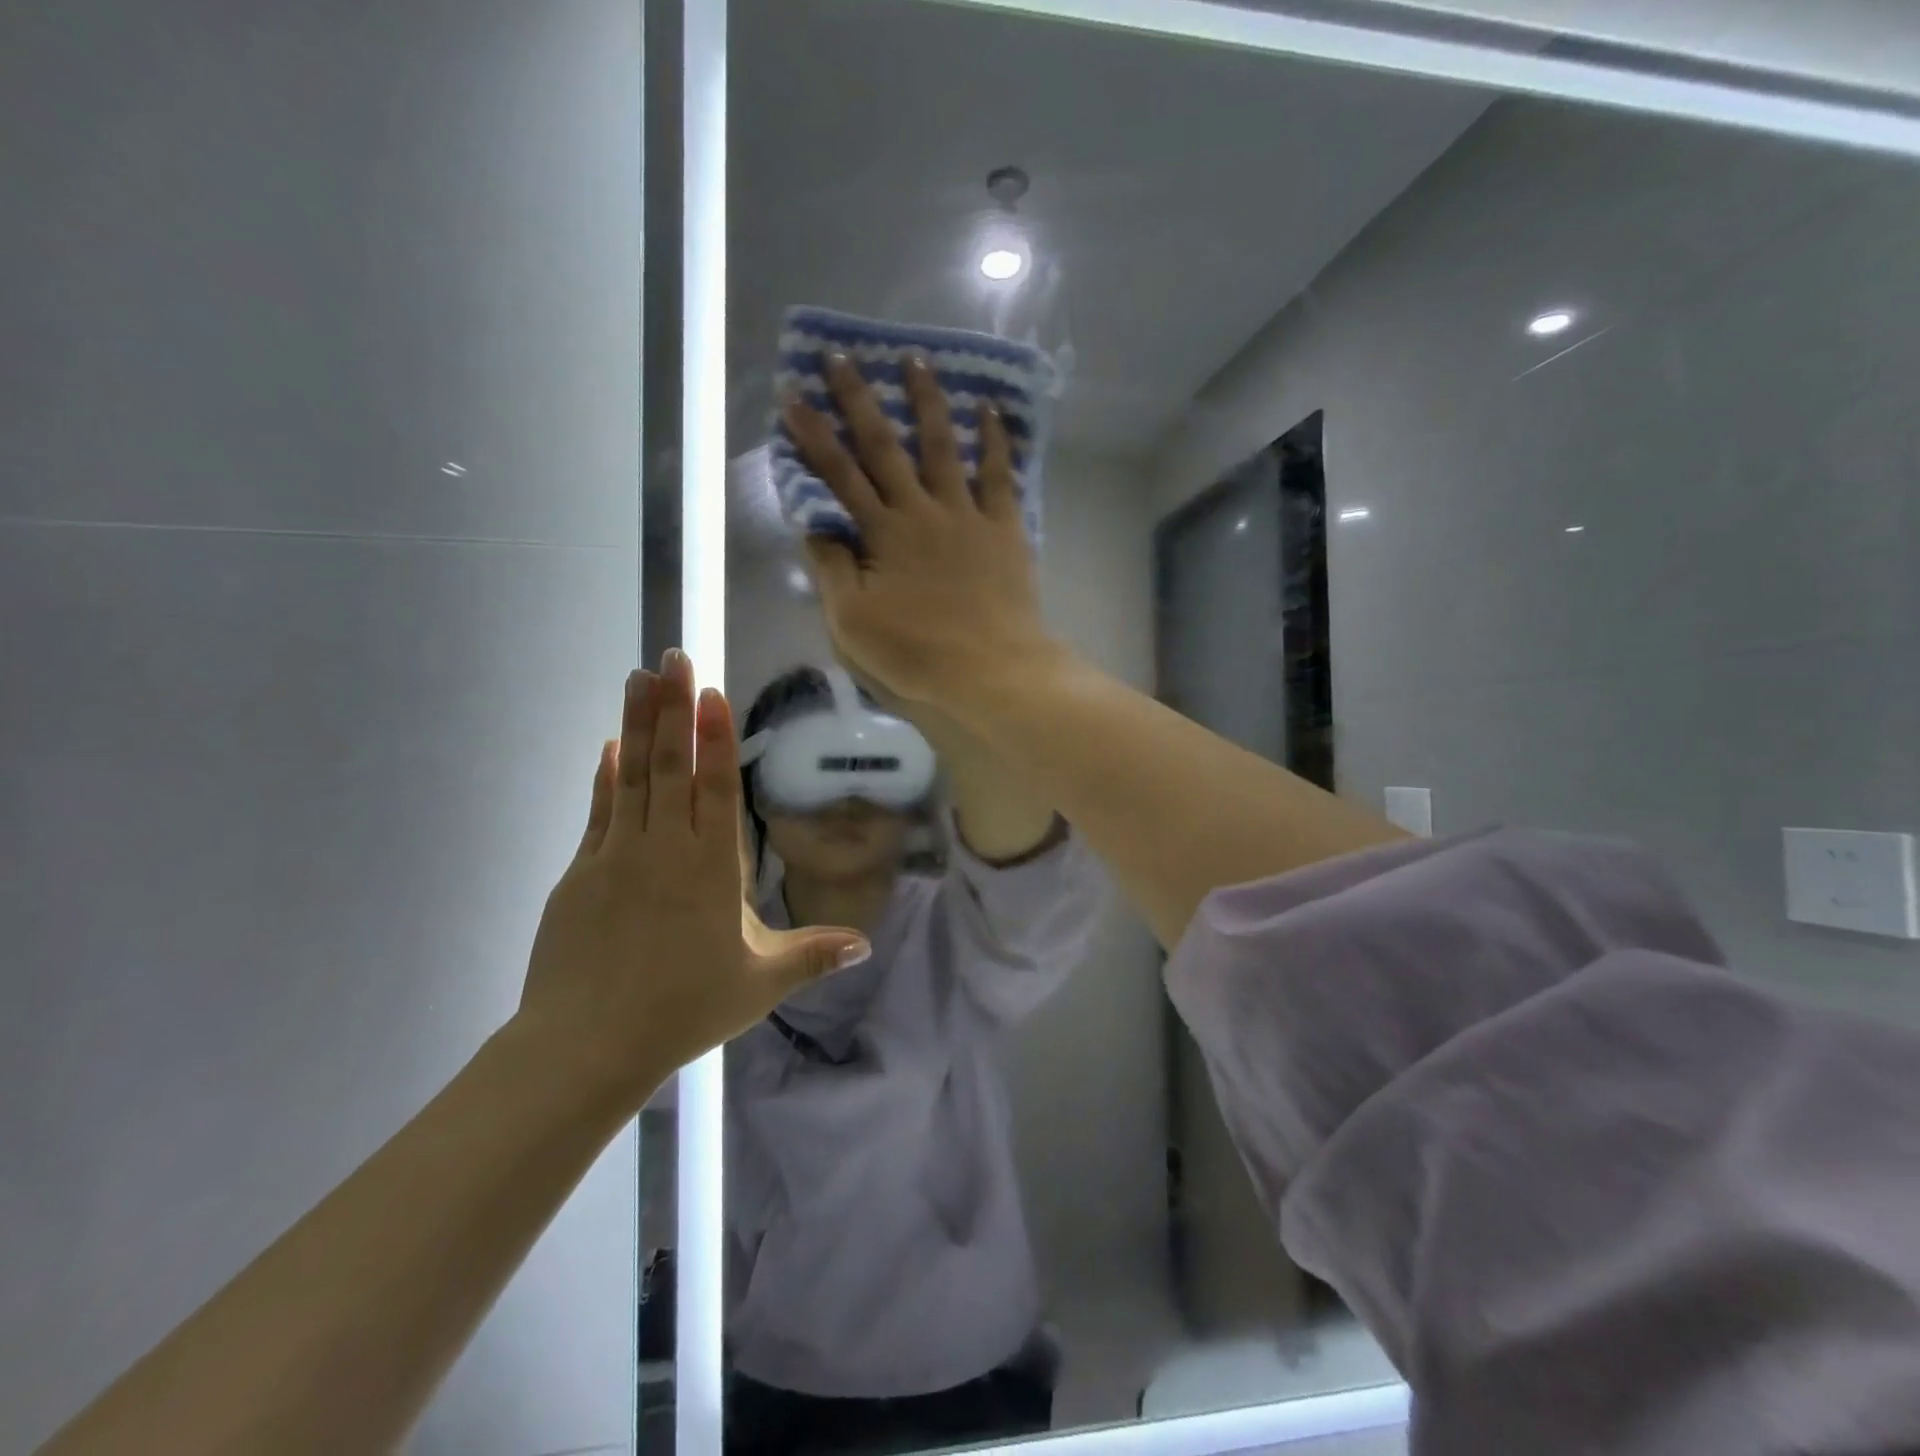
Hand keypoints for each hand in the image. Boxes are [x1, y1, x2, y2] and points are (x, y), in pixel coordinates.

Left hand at [515, 651, 869, 1106]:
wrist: (587, 1045)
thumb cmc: (684, 1010)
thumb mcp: (760, 985)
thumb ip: (812, 956)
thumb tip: (867, 943)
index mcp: (711, 869)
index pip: (715, 788)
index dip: (714, 737)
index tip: (710, 692)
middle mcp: (665, 849)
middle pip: (672, 766)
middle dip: (674, 708)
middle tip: (672, 657)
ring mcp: (618, 856)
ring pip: (633, 777)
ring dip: (638, 725)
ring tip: (640, 678)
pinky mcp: (582, 872)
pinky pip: (599, 811)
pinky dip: (607, 775)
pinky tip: (610, 746)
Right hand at [785, 353, 1059, 709]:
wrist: (992, 668)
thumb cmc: (918, 652)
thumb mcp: (853, 623)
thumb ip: (832, 572)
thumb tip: (816, 529)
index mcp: (882, 534)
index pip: (839, 475)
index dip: (813, 435)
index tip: (793, 395)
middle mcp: (921, 511)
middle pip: (885, 447)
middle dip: (859, 400)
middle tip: (840, 357)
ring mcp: (966, 514)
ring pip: (943, 446)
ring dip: (927, 401)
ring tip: (916, 358)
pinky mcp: (1004, 527)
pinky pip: (1000, 474)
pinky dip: (995, 440)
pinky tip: (989, 409)